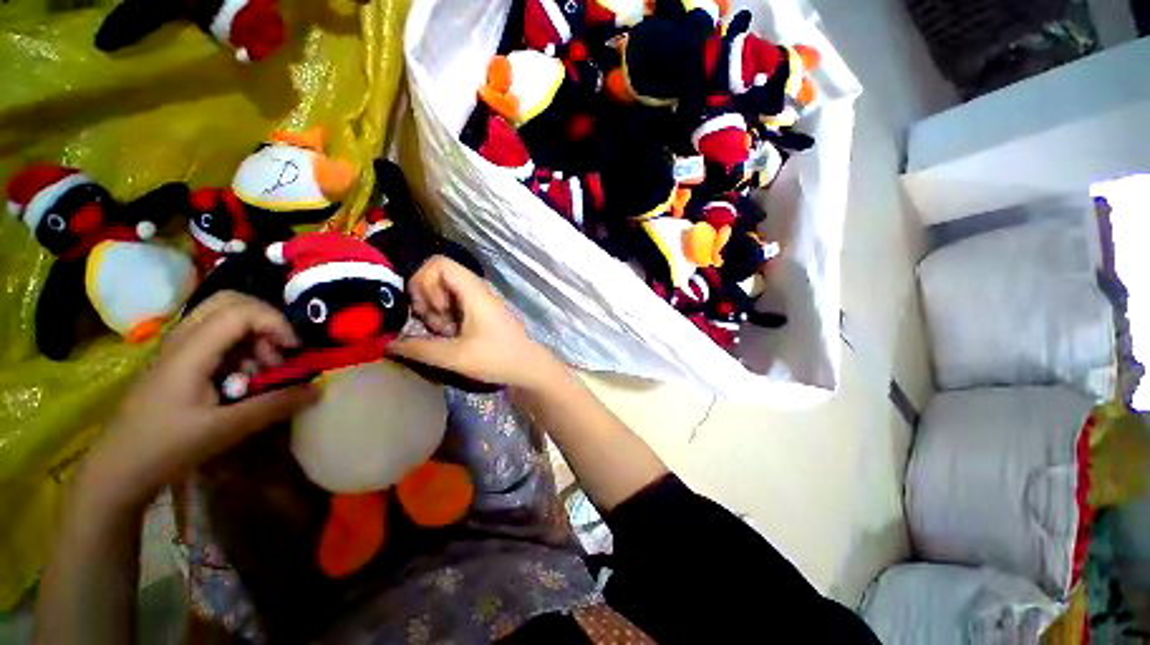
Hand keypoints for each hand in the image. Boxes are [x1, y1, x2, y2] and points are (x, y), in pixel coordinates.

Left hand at [83, 292, 318, 510]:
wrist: (119, 467)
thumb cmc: (166, 447)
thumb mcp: (225, 430)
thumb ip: (274, 405)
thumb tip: (318, 389)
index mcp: (191, 351)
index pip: (241, 311)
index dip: (276, 323)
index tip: (294, 350)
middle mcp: (183, 338)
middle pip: (231, 301)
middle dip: (267, 320)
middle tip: (280, 351)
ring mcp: (179, 347)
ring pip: (225, 316)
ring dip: (255, 334)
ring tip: (263, 368)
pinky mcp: (180, 359)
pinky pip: (217, 335)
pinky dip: (242, 346)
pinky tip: (243, 376)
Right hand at [389, 256, 561, 389]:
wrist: (528, 366)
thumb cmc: (497, 358)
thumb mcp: (456, 356)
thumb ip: (419, 348)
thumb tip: (386, 344)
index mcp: (474, 291)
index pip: (438, 263)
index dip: (423, 282)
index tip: (429, 309)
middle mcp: (476, 289)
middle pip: (437, 276)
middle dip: (427, 300)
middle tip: (435, 325)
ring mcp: (479, 299)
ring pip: (444, 291)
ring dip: (435, 311)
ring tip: (444, 334)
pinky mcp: (480, 310)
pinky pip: (454, 303)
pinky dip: (446, 317)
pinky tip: (452, 336)